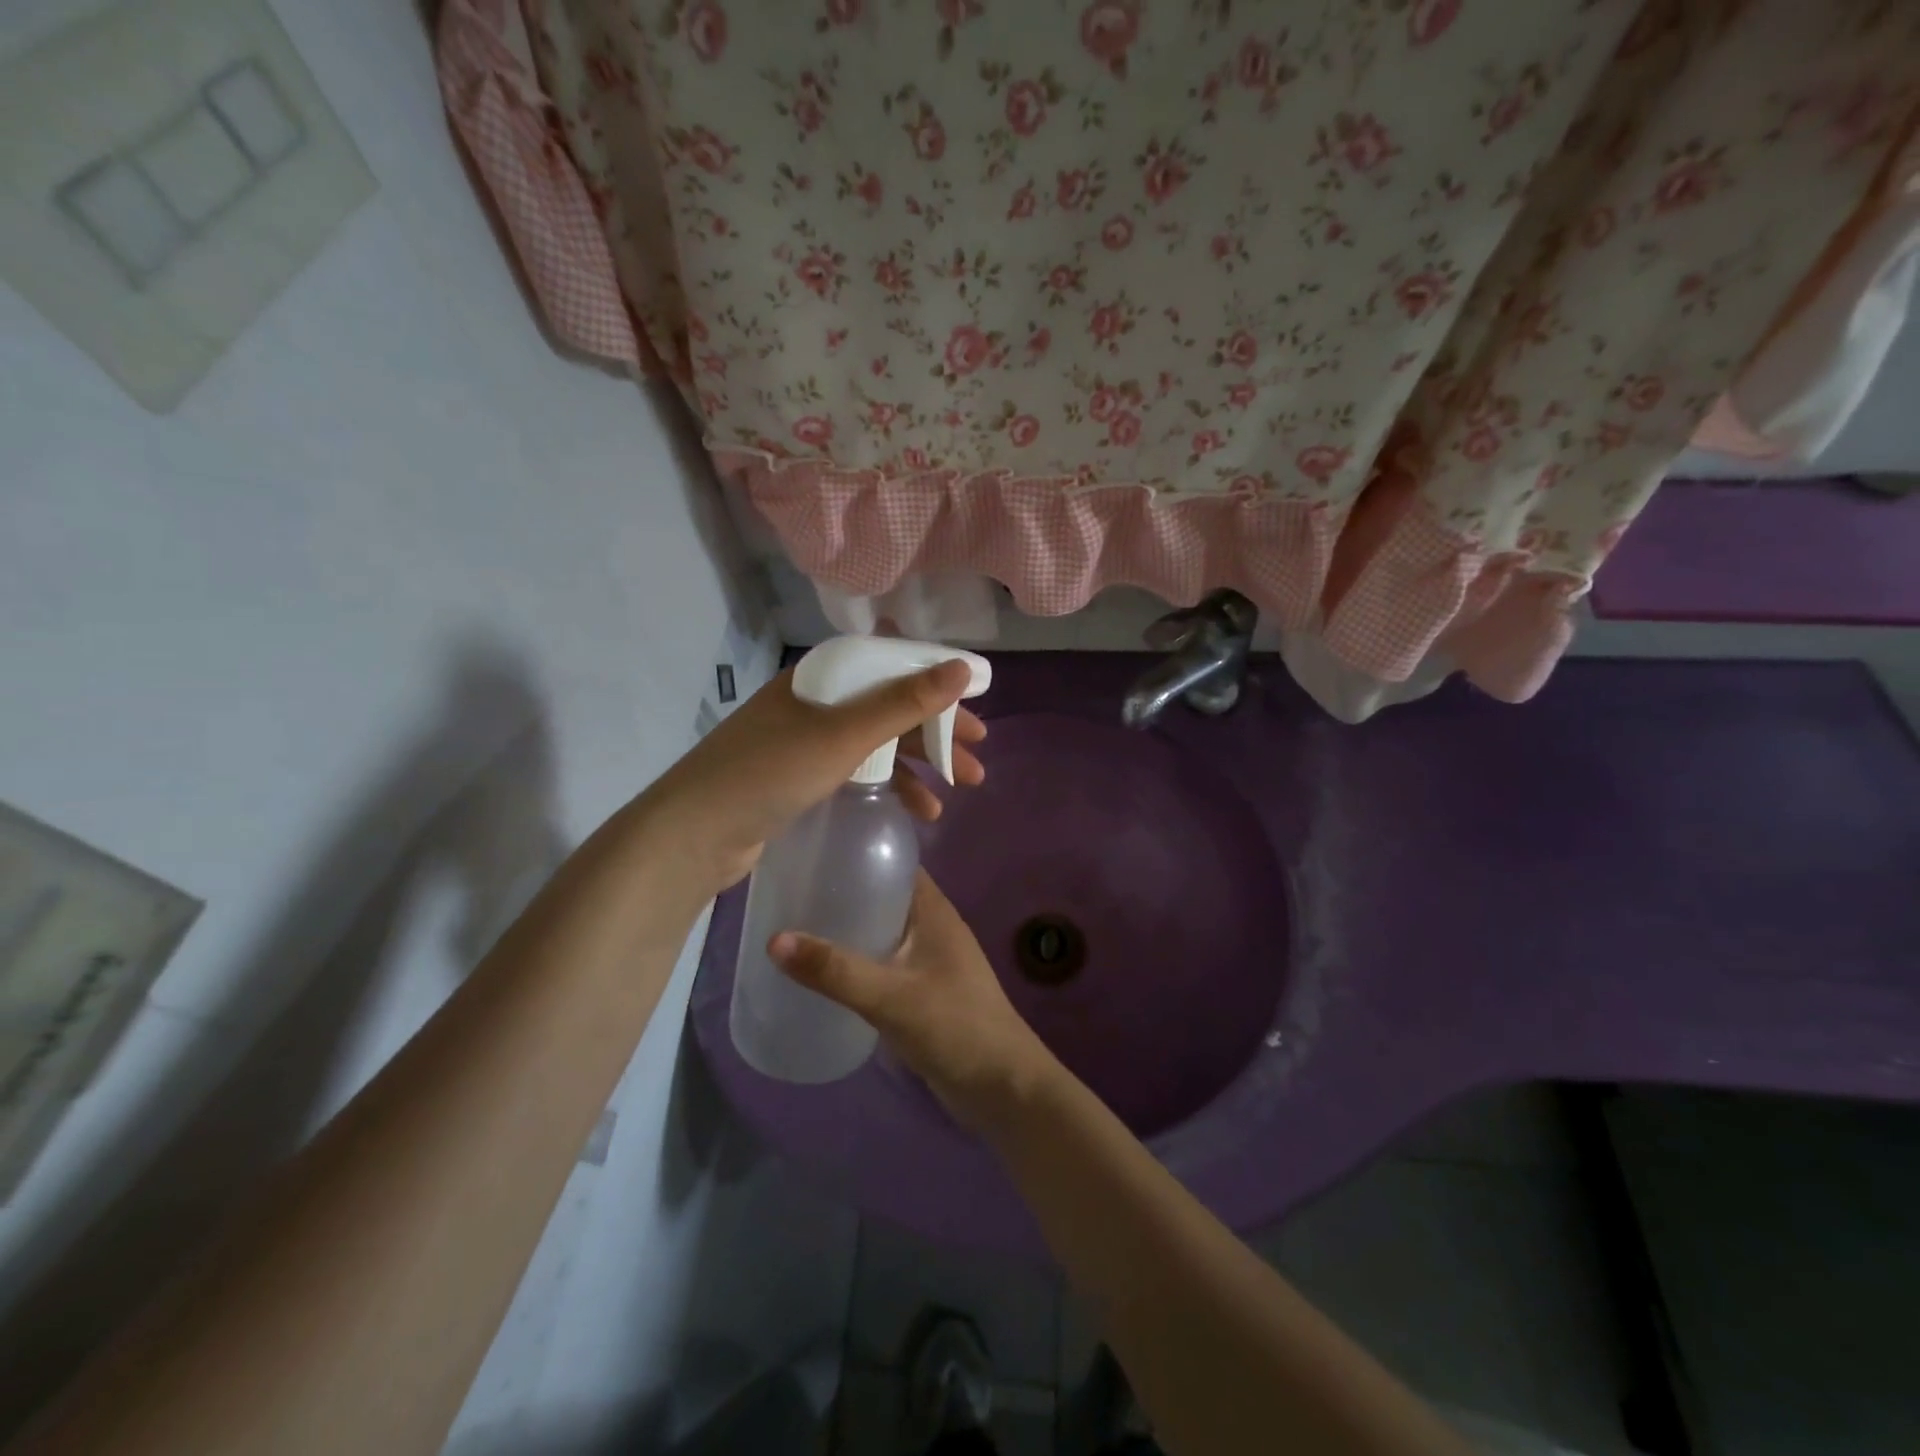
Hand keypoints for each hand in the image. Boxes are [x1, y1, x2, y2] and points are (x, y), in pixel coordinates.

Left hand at [642, 663, 985, 893]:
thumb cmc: (771, 772)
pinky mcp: (802, 776)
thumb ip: (904, 701)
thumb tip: (960, 666)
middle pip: (890, 706)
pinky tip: (918, 810)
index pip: (893, 666)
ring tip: (961, 790)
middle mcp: (817, 701)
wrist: (693, 834)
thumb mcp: (844, 734)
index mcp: (823, 677)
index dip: (938, 684)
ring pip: (878, 742)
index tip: (976, 706)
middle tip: (978, 758)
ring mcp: (808, 740)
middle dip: (937, 731)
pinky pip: (860, 770)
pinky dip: (891, 785)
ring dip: (921, 763)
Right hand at [770, 872, 1060, 1132]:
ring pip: (882, 929)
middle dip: (842, 891)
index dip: (856, 851)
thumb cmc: (954, 1027)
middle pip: (882, 894)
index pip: (892, 862)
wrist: (1002, 1087)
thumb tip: (773, 939)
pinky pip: (884, 961)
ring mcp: (929, 958)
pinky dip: (857, 959)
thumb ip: (835, 970)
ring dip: (848, 927)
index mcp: (933, 909)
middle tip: (790, 890)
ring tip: (796, 925)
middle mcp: (932, 925)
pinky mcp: (923, 989)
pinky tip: (824, 972)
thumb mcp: (890, 997)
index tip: (810, 850)